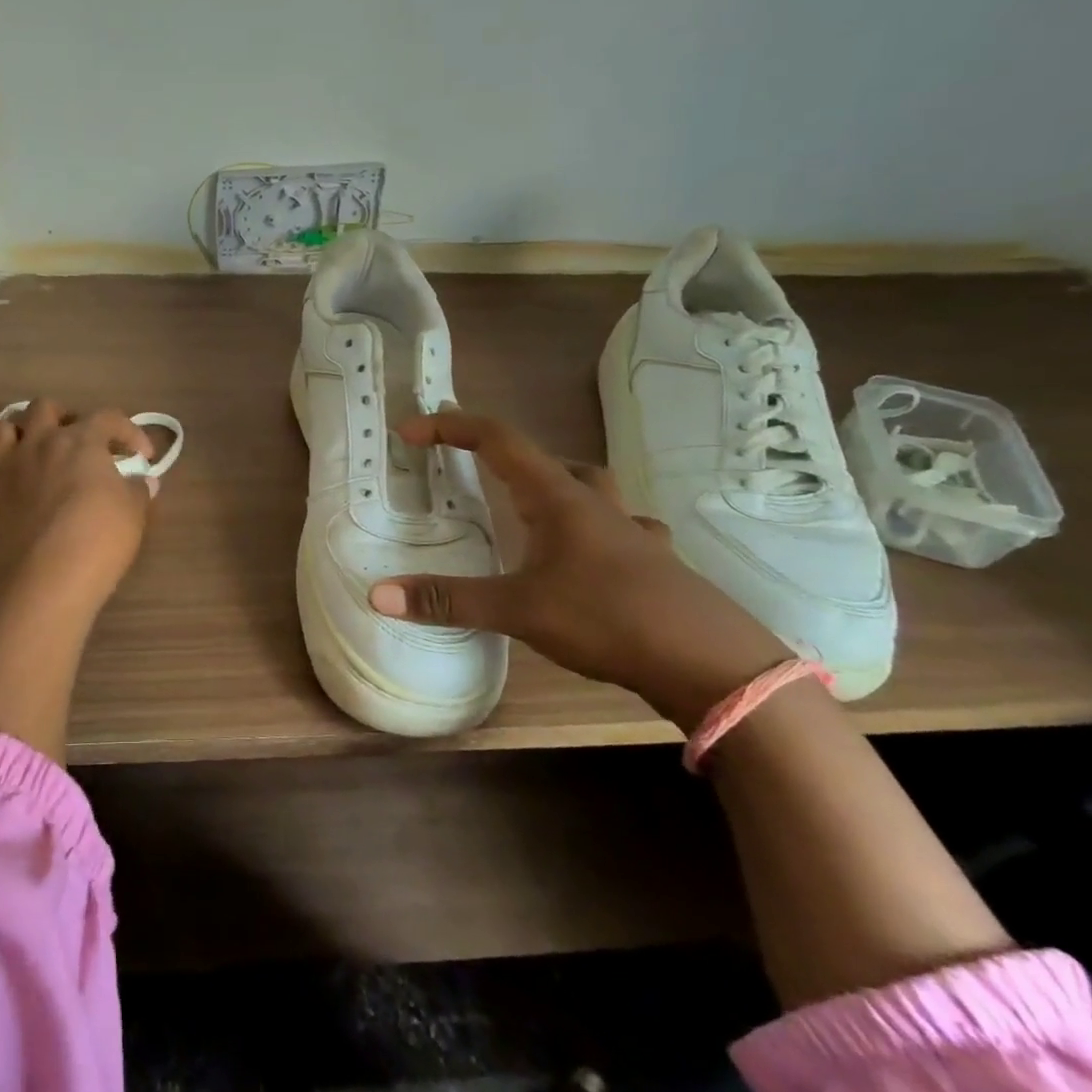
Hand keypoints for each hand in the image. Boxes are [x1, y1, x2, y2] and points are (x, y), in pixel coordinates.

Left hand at [0, 398, 157, 615]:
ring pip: (3, 429)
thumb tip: (142, 481)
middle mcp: (38, 444)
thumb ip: (138, 490)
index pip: (108, 417)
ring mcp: (6, 469)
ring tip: (39, 454)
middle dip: (65, 417)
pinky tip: (13, 487)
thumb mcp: (133, 514)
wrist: (45, 581)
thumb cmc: (98, 539)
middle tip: (80, 442)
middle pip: (44, 408)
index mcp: (79, 440)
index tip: (143, 457)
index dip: (129, 431)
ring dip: (23, 434)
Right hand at [367, 410, 789, 728]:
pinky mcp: (655, 563)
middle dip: (503, 456)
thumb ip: (449, 599)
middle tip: (471, 472)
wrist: (713, 664)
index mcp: (558, 498)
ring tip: (527, 510)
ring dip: (552, 487)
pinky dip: (596, 529)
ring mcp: (632, 532)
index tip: (412, 431)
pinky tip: (591, 556)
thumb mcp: (519, 610)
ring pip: (587, 489)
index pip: (498, 439)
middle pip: (546, 458)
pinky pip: (619, 528)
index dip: (452, 427)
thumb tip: (378, 594)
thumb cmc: (609, 618)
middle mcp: (596, 504)